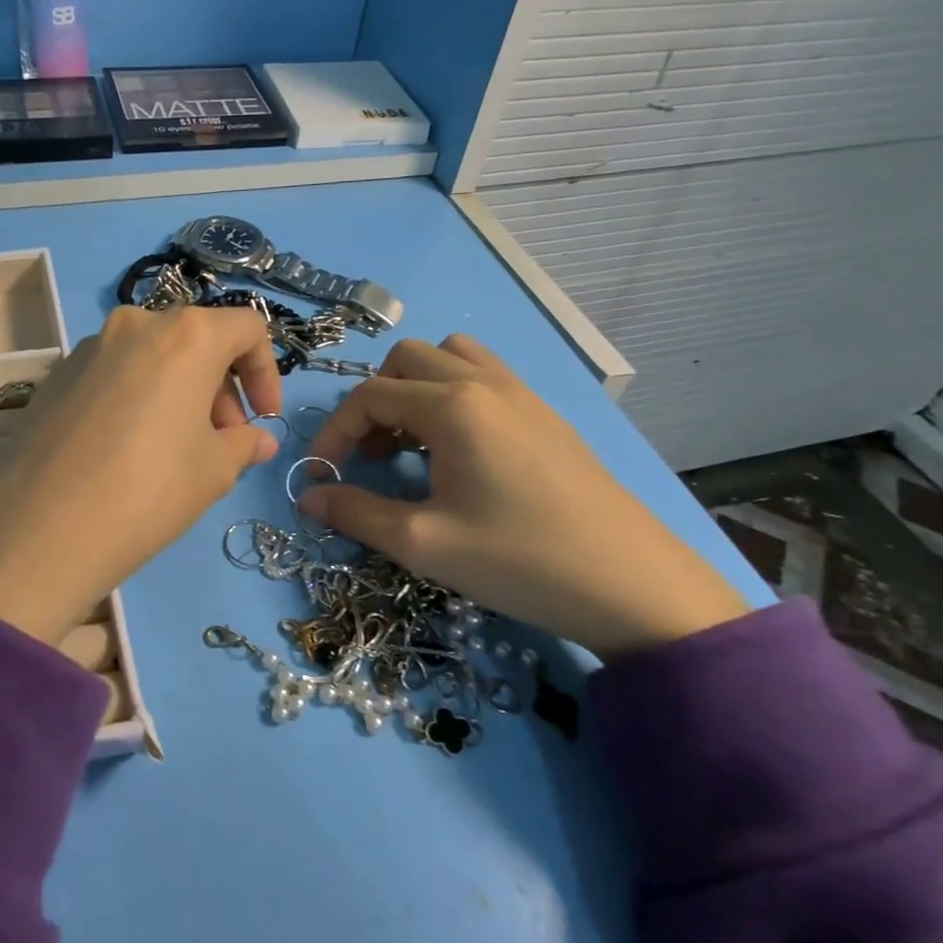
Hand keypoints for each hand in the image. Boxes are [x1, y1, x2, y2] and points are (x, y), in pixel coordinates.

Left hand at [0, 306, 284, 641]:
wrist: (41, 529)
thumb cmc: (149, 491)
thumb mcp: (214, 471)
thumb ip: (244, 443)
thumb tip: (258, 440)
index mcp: (186, 335)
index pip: (246, 328)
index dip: (266, 373)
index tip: (263, 419)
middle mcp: (136, 324)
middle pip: (197, 340)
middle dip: (221, 387)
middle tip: (222, 440)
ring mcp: (89, 347)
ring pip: (153, 356)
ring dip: (178, 391)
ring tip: (176, 448)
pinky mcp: (56, 374)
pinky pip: (115, 373)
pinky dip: (138, 396)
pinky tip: (128, 448)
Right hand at [302, 335, 747, 658]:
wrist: (633, 585)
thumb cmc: (520, 561)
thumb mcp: (425, 543)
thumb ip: (357, 513)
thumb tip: (309, 495)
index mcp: (453, 407)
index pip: (370, 395)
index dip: (335, 431)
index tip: (322, 473)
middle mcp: (485, 383)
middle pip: (407, 360)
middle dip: (374, 401)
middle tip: (372, 455)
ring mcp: (522, 394)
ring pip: (450, 357)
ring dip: (416, 388)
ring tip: (413, 442)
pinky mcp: (545, 414)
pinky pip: (485, 375)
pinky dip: (453, 393)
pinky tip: (459, 450)